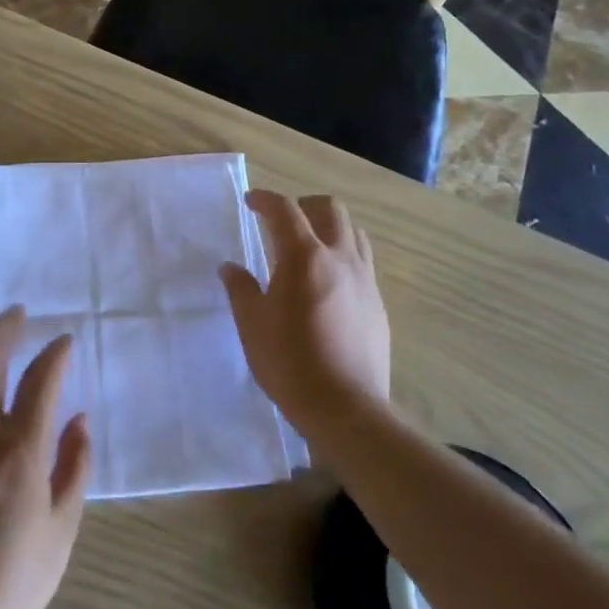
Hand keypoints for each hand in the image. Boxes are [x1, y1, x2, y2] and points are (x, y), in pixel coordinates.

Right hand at [219, 190, 390, 436]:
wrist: (347, 409)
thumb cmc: (290, 363)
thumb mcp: (252, 325)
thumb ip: (240, 289)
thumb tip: (230, 268)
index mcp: (304, 257)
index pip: (285, 210)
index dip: (265, 199)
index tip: (251, 202)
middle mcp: (340, 258)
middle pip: (330, 209)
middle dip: (304, 205)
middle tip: (283, 221)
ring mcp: (365, 280)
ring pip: (354, 232)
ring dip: (330, 228)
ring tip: (310, 246)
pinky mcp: (378, 304)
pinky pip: (363, 262)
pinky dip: (344, 257)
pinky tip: (328, 284)